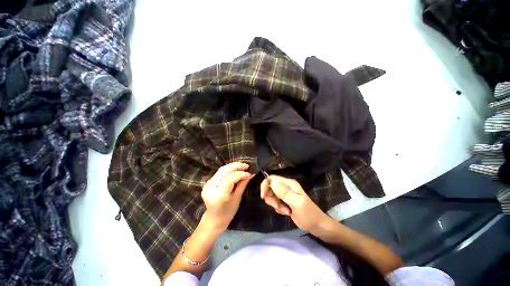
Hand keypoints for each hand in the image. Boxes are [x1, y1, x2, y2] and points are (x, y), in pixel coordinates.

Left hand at [202, 162, 251, 231]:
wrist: (214, 219)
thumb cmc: (228, 213)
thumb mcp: (237, 199)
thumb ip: (242, 185)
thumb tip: (251, 174)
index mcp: (218, 195)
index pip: (229, 179)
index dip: (240, 174)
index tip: (249, 173)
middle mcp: (210, 187)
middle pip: (223, 171)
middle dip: (236, 166)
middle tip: (246, 166)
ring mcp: (207, 184)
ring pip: (221, 169)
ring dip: (233, 166)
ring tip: (242, 166)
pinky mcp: (208, 182)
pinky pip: (220, 172)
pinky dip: (229, 169)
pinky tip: (236, 169)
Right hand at [260, 175, 329, 232]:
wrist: (317, 226)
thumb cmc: (308, 214)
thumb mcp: (296, 203)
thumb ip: (284, 193)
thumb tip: (272, 181)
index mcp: (289, 183)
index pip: (272, 178)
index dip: (265, 185)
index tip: (264, 197)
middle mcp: (286, 186)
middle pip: (270, 187)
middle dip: (271, 197)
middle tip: (278, 206)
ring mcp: (286, 194)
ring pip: (272, 195)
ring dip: (275, 204)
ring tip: (285, 211)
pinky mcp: (285, 201)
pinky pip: (276, 202)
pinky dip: (278, 208)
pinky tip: (286, 212)